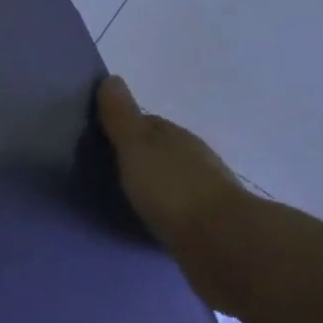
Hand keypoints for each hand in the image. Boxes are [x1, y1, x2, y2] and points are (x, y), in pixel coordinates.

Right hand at [97, 76, 258, 311]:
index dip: (125, 126)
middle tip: (106, 166)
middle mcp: (194, 160)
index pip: (148, 123)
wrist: (221, 243)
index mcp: (176, 137)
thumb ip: (122, 118)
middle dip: (138, 155)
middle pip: (161, 151)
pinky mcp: (206, 225)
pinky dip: (162, 209)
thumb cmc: (172, 188)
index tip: (101, 136)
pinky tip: (148, 218)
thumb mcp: (137, 147)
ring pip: (170, 180)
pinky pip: (176, 209)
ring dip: (152, 183)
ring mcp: (204, 193)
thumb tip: (112, 79)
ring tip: (123, 194)